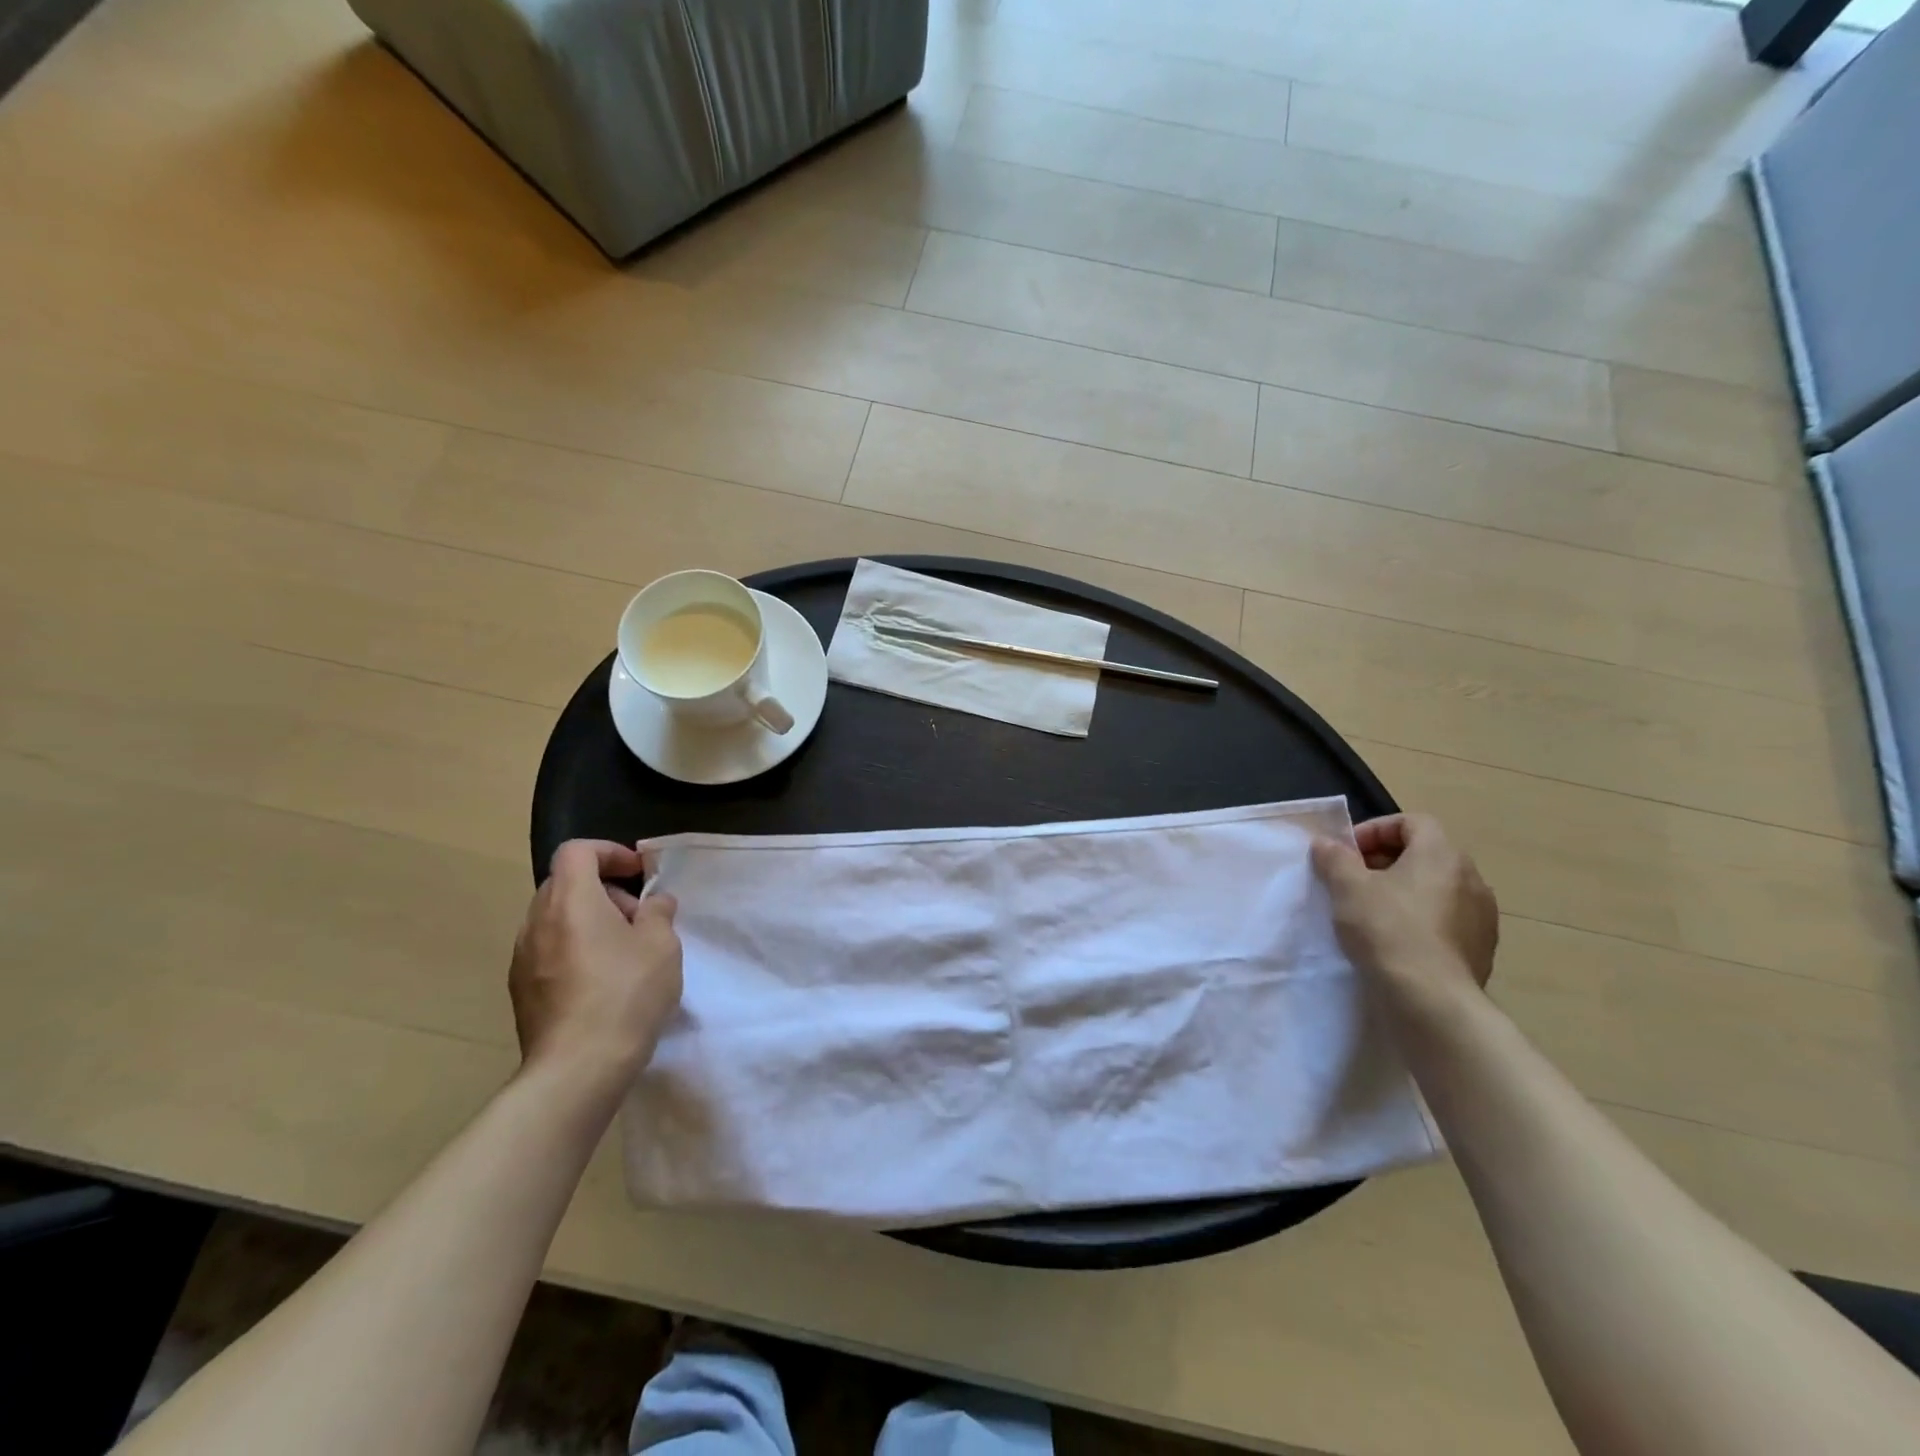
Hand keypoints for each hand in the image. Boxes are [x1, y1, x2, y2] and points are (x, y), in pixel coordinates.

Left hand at [509, 840, 682, 1094]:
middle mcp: (537, 922)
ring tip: (624, 951)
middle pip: (565, 883)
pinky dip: (575, 948)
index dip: (610, 852)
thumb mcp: (662, 945)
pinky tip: (602, 981)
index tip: (639, 874)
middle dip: (604, 889)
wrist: (578, 1069)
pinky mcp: (521, 990)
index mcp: (570, 901)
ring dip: (589, 921)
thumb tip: (653, 902)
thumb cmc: (626, 994)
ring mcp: (523, 958)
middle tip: (637, 916)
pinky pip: (548, 950)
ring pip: (556, 918)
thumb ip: (658, 912)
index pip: (577, 851)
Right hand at [1310, 814, 1497, 998]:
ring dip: (1404, 892)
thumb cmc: (1387, 930)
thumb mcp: (1347, 887)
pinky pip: (1447, 920)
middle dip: (1385, 861)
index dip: (1375, 830)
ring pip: (1436, 889)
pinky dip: (1421, 920)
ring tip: (1372, 912)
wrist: (1431, 1000)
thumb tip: (1326, 844)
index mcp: (1442, 855)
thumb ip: (1335, 858)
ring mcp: (1482, 916)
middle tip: (1353, 880)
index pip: (1411, 822)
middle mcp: (1471, 878)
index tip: (1348, 853)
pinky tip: (1396, 941)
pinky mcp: (1482, 948)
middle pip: (1424, 854)